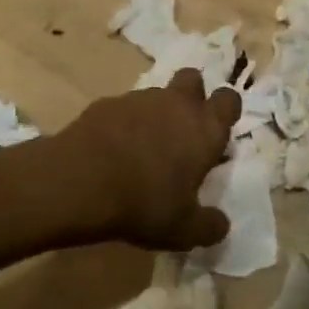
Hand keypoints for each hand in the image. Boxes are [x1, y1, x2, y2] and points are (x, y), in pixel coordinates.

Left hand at [58, 68, 239, 250]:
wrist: (79, 181)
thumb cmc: (144, 203)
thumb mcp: (183, 229)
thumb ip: (209, 226)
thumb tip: (221, 226)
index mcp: (205, 128)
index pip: (229, 100)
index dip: (225, 111)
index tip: (216, 133)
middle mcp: (177, 104)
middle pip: (194, 79)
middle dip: (192, 96)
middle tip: (182, 129)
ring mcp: (139, 99)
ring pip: (156, 94)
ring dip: (155, 113)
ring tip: (142, 148)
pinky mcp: (106, 103)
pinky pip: (122, 108)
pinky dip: (122, 124)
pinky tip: (111, 151)